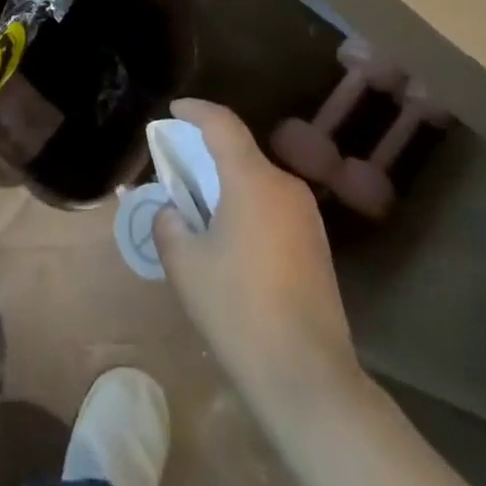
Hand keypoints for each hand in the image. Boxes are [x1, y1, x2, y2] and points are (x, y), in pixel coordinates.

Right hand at [154, 99, 361, 412]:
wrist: (306, 376)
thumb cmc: (237, 309)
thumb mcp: (185, 264)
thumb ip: (169, 224)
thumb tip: (174, 212)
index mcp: (253, 180)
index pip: (222, 125)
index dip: (195, 111)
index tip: (174, 109)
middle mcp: (286, 187)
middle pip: (241, 153)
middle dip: (206, 153)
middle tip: (176, 170)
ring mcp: (307, 217)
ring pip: (258, 181)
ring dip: (227, 183)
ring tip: (198, 209)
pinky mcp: (316, 245)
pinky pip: (273, 207)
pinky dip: (246, 206)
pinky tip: (228, 241)